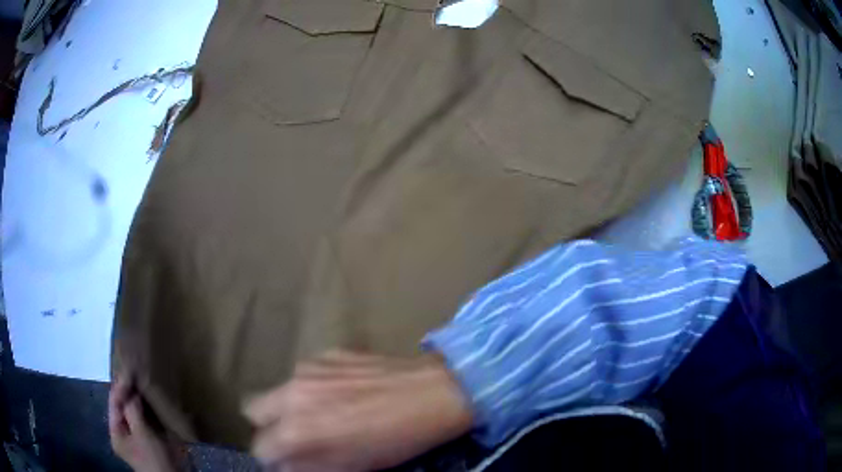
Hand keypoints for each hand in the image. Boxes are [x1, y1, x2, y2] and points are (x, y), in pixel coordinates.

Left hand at [108, 375, 181, 471]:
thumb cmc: (153, 457)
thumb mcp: (142, 434)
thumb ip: (132, 411)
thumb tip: (130, 391)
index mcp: (116, 433)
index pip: (114, 404)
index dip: (119, 387)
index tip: (128, 371)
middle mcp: (122, 434)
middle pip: (122, 408)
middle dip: (128, 393)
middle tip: (135, 375)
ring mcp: (135, 439)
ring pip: (132, 414)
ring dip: (136, 401)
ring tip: (142, 385)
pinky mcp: (147, 442)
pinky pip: (143, 421)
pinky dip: (145, 411)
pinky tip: (150, 403)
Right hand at [243, 351, 472, 471]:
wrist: (432, 393)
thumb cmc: (394, 440)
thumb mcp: (350, 466)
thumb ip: (308, 466)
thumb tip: (286, 464)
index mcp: (296, 429)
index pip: (259, 448)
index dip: (272, 458)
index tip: (287, 460)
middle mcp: (291, 394)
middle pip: (253, 410)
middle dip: (269, 427)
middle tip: (296, 436)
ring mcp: (307, 368)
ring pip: (279, 391)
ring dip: (290, 406)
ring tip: (323, 414)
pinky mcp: (326, 353)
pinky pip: (304, 375)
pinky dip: (312, 388)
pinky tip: (343, 393)